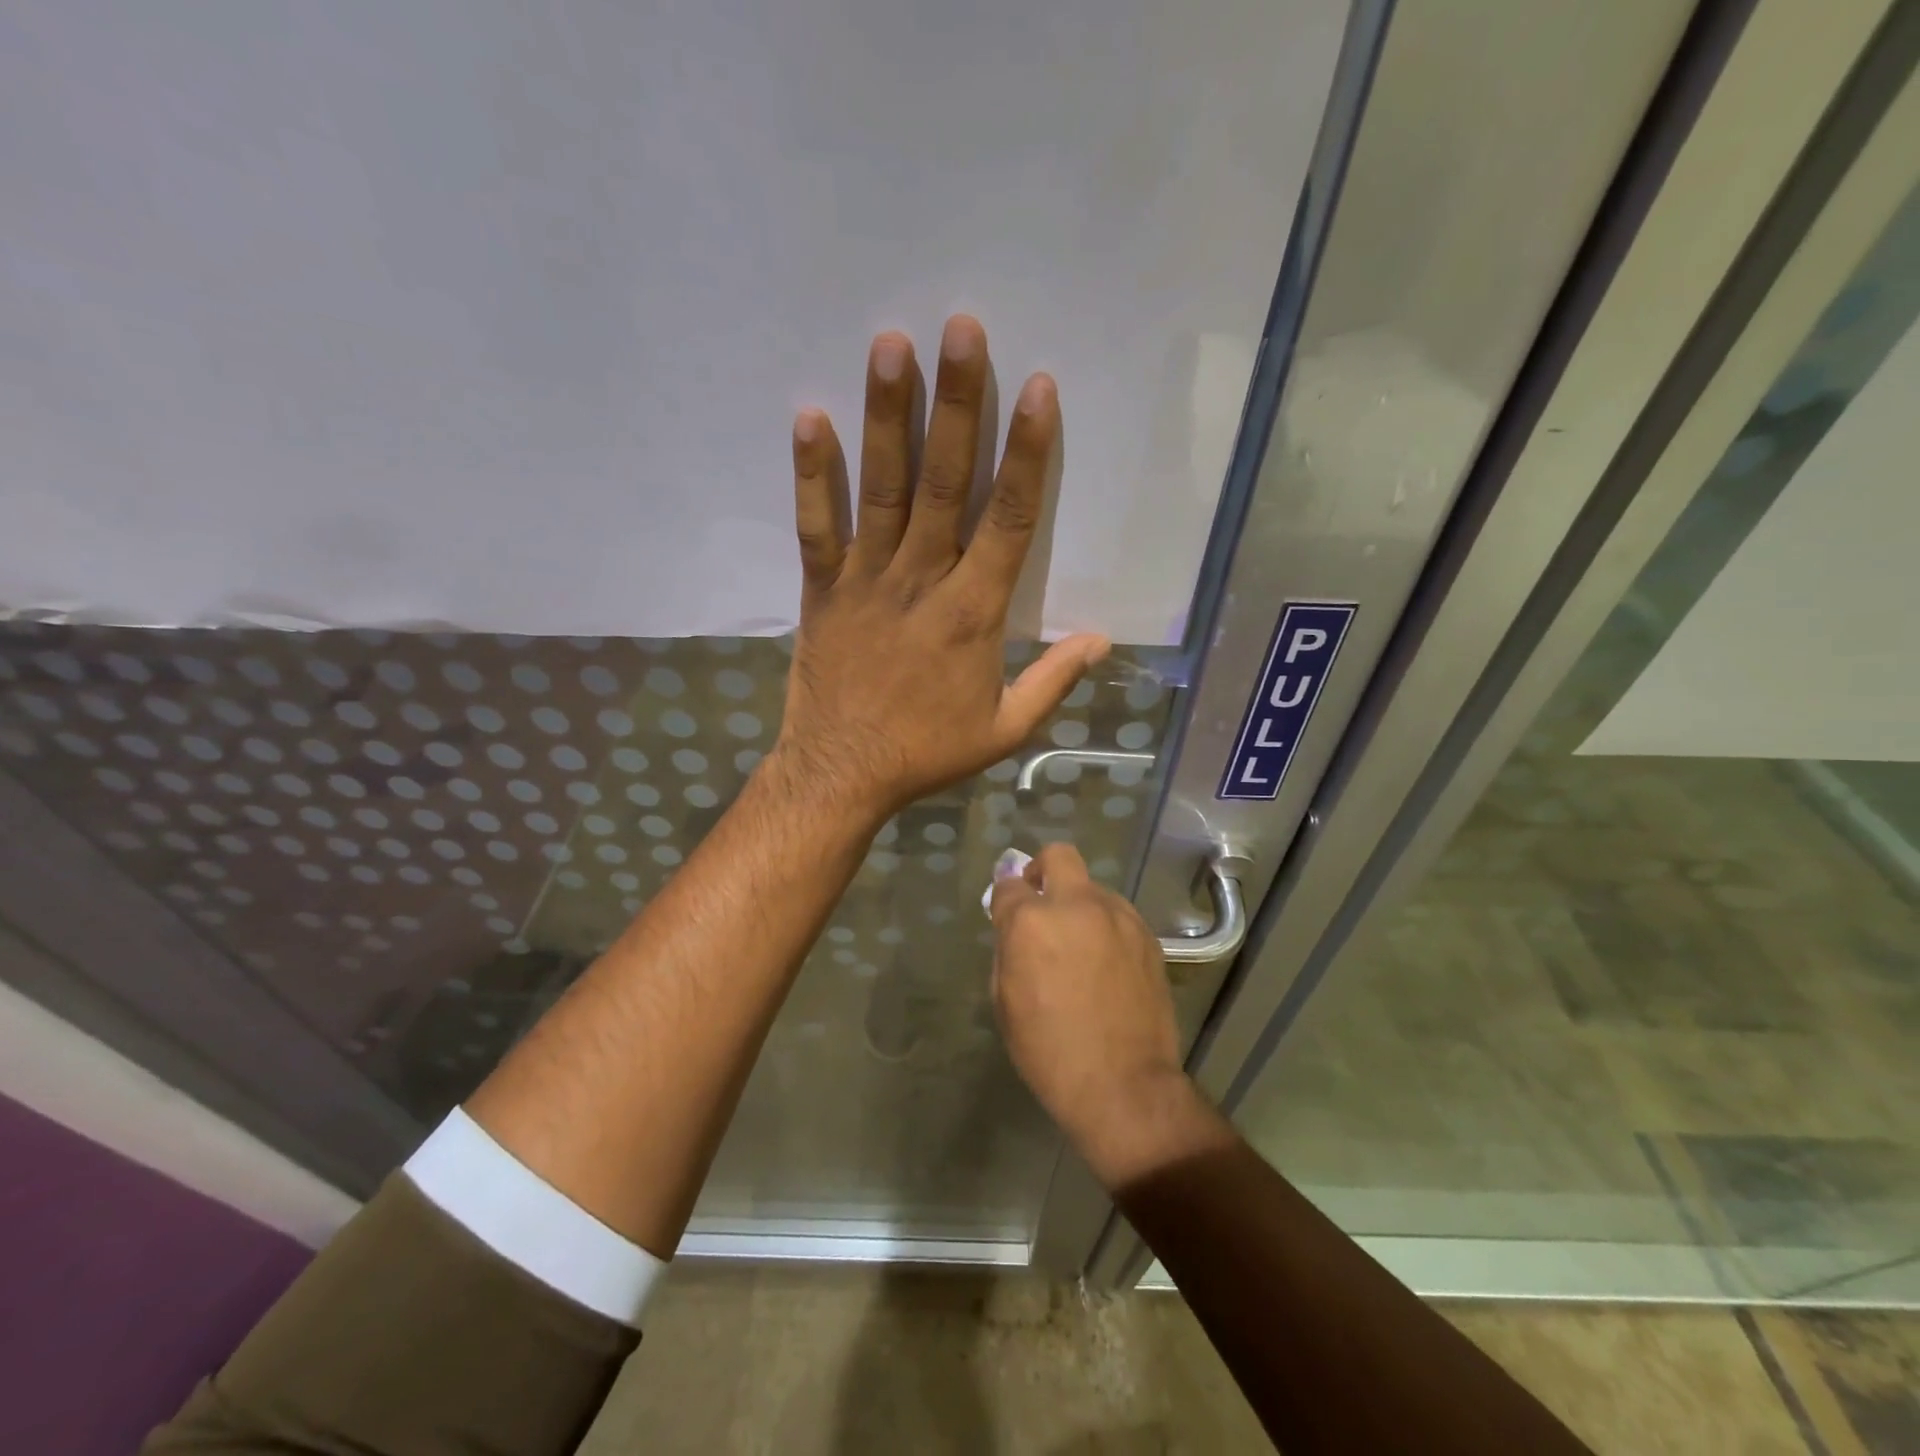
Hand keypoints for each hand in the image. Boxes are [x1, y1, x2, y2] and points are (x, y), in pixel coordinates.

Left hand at [773, 316, 1108, 824]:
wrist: (843, 774)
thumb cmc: (927, 752)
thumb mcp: (1005, 730)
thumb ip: (1053, 680)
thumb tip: (1101, 639)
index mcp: (976, 614)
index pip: (1010, 520)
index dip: (1026, 454)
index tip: (1038, 388)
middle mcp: (923, 582)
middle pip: (945, 484)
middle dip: (957, 405)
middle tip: (962, 328)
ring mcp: (867, 581)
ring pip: (883, 490)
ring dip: (888, 417)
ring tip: (892, 346)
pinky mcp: (822, 590)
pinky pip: (817, 526)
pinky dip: (812, 475)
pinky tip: (810, 417)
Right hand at [990, 844, 1226, 1186]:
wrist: (1123, 1084)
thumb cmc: (1049, 1051)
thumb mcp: (1006, 1002)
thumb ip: (1008, 950)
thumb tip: (1015, 929)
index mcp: (1032, 922)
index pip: (1009, 884)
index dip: (1004, 899)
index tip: (1005, 915)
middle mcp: (1076, 906)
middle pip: (1058, 856)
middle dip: (1042, 870)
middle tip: (1041, 902)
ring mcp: (1118, 916)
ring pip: (1092, 887)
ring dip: (1078, 904)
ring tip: (1080, 944)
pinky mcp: (1147, 935)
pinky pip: (1118, 914)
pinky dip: (1105, 926)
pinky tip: (1106, 961)